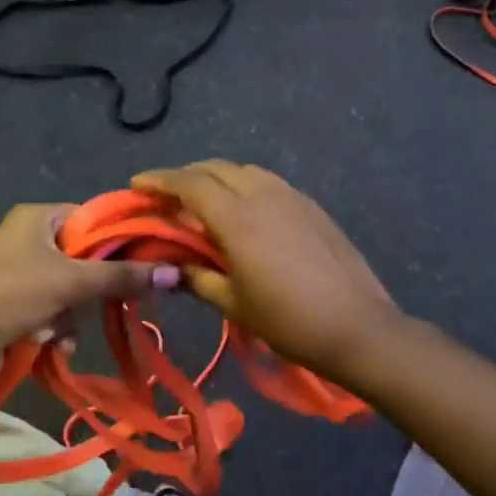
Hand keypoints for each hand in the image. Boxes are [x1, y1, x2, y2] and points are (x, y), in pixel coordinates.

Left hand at [0, 203, 179, 359]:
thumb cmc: (9, 294)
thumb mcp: (70, 281)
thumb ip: (122, 276)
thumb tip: (176, 272)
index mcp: (38, 218)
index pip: (94, 219)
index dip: (120, 240)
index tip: (148, 262)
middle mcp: (30, 241)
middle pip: (86, 260)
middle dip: (91, 291)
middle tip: (108, 303)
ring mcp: (22, 276)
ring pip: (73, 293)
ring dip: (71, 317)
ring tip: (57, 331)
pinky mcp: (16, 308)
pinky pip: (55, 314)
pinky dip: (56, 331)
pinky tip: (48, 347)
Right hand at [132, 161, 401, 379]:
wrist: (358, 327)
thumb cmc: (289, 321)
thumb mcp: (234, 303)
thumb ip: (197, 277)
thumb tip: (171, 266)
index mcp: (239, 218)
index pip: (190, 185)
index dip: (160, 181)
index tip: (137, 185)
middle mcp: (264, 195)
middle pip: (216, 169)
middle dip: (186, 176)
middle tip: (166, 197)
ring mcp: (292, 197)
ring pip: (245, 171)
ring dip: (217, 178)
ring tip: (203, 202)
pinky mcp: (312, 206)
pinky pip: (269, 183)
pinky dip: (245, 186)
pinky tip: (244, 212)